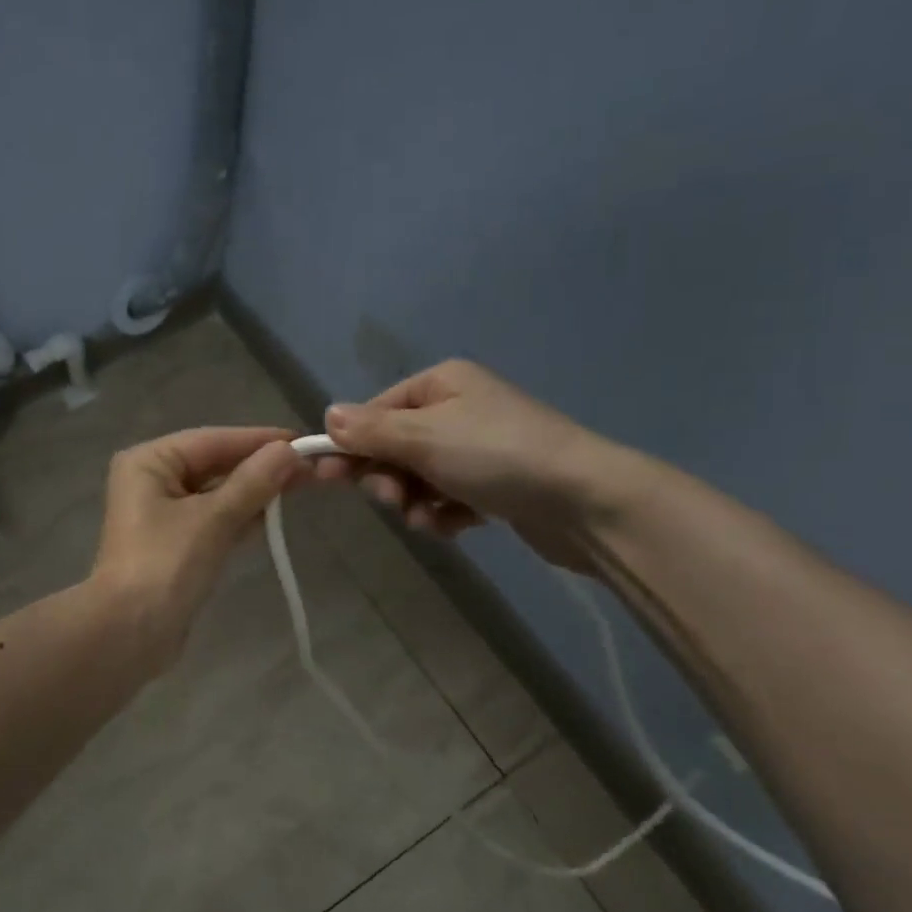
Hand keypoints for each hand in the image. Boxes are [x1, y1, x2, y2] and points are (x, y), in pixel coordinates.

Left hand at [91, 426, 303, 659]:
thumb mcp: (213, 519)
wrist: (129, 635)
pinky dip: (241, 517)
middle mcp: (152, 480)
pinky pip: (214, 519)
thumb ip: (253, 482)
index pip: (213, 440)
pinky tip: (273, 518)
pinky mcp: (175, 544)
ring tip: (302, 487)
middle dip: (260, 467)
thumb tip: (290, 450)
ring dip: (254, 492)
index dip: (259, 440)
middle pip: (215, 464)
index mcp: (149, 462)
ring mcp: (162, 514)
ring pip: (217, 493)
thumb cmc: (165, 565)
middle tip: (311, 469)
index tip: (304, 441)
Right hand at [315, 361, 629, 569]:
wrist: (585, 501)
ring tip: (430, 519)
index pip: (375, 411)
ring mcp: (478, 447)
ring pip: (419, 477)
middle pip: (394, 446)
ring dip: (415, 502)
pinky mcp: (494, 483)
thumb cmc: (496, 455)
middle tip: (395, 501)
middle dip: (389, 479)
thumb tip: (327, 415)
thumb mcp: (424, 437)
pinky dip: (444, 513)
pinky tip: (456, 526)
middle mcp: (457, 408)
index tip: (328, 477)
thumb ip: (370, 430)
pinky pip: (448, 497)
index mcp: (440, 384)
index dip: (351, 445)